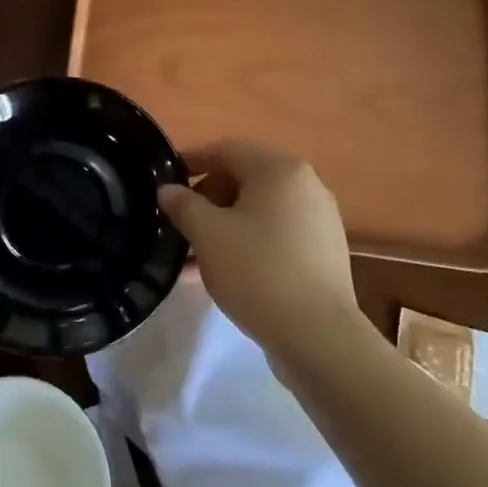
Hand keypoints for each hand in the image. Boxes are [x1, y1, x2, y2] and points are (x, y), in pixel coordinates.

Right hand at [157, 140, 373, 362]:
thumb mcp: (207, 234)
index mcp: (279, 169)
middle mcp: (306, 184)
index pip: (225, 150)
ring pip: (258, 210)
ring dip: (224, 224)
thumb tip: (168, 190)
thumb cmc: (257, 271)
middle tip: (179, 224)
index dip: (191, 162)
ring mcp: (319, 219)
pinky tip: (224, 271)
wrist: (318, 336)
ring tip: (194, 255)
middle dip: (207, 198)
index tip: (164, 185)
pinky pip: (276, 233)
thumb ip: (183, 205)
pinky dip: (247, 242)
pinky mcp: (323, 251)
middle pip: (244, 178)